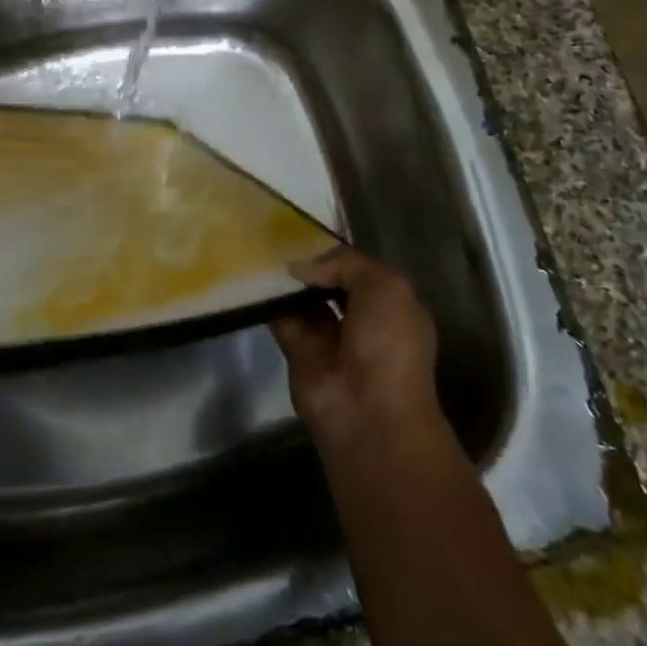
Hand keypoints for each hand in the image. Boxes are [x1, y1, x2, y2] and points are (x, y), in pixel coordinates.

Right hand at [271, 247, 449, 461]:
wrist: (367, 413)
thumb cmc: (388, 345)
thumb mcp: (385, 287)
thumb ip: (347, 263)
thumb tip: (303, 268)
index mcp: (392, 308)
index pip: (362, 271)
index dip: (339, 253)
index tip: (310, 232)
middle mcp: (362, 321)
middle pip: (330, 283)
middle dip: (310, 263)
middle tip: (280, 234)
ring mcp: (328, 338)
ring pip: (303, 298)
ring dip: (286, 280)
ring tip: (263, 248)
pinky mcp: (297, 352)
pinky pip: (280, 317)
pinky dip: (267, 300)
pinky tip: (254, 276)